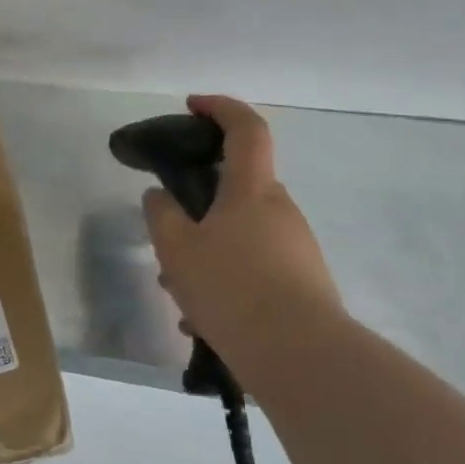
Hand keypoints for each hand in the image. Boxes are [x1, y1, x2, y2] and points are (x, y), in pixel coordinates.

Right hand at [142, 95, 346, 377]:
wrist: (301, 357)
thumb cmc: (231, 287)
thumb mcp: (176, 249)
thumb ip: (161, 215)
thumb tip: (160, 197)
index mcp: (252, 190)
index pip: (246, 129)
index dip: (220, 108)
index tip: (192, 106)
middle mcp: (281, 211)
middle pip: (237, 189)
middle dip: (199, 205)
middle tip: (168, 234)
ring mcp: (297, 248)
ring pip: (241, 235)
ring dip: (208, 251)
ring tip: (178, 292)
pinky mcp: (304, 283)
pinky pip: (255, 268)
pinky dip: (226, 280)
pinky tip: (203, 320)